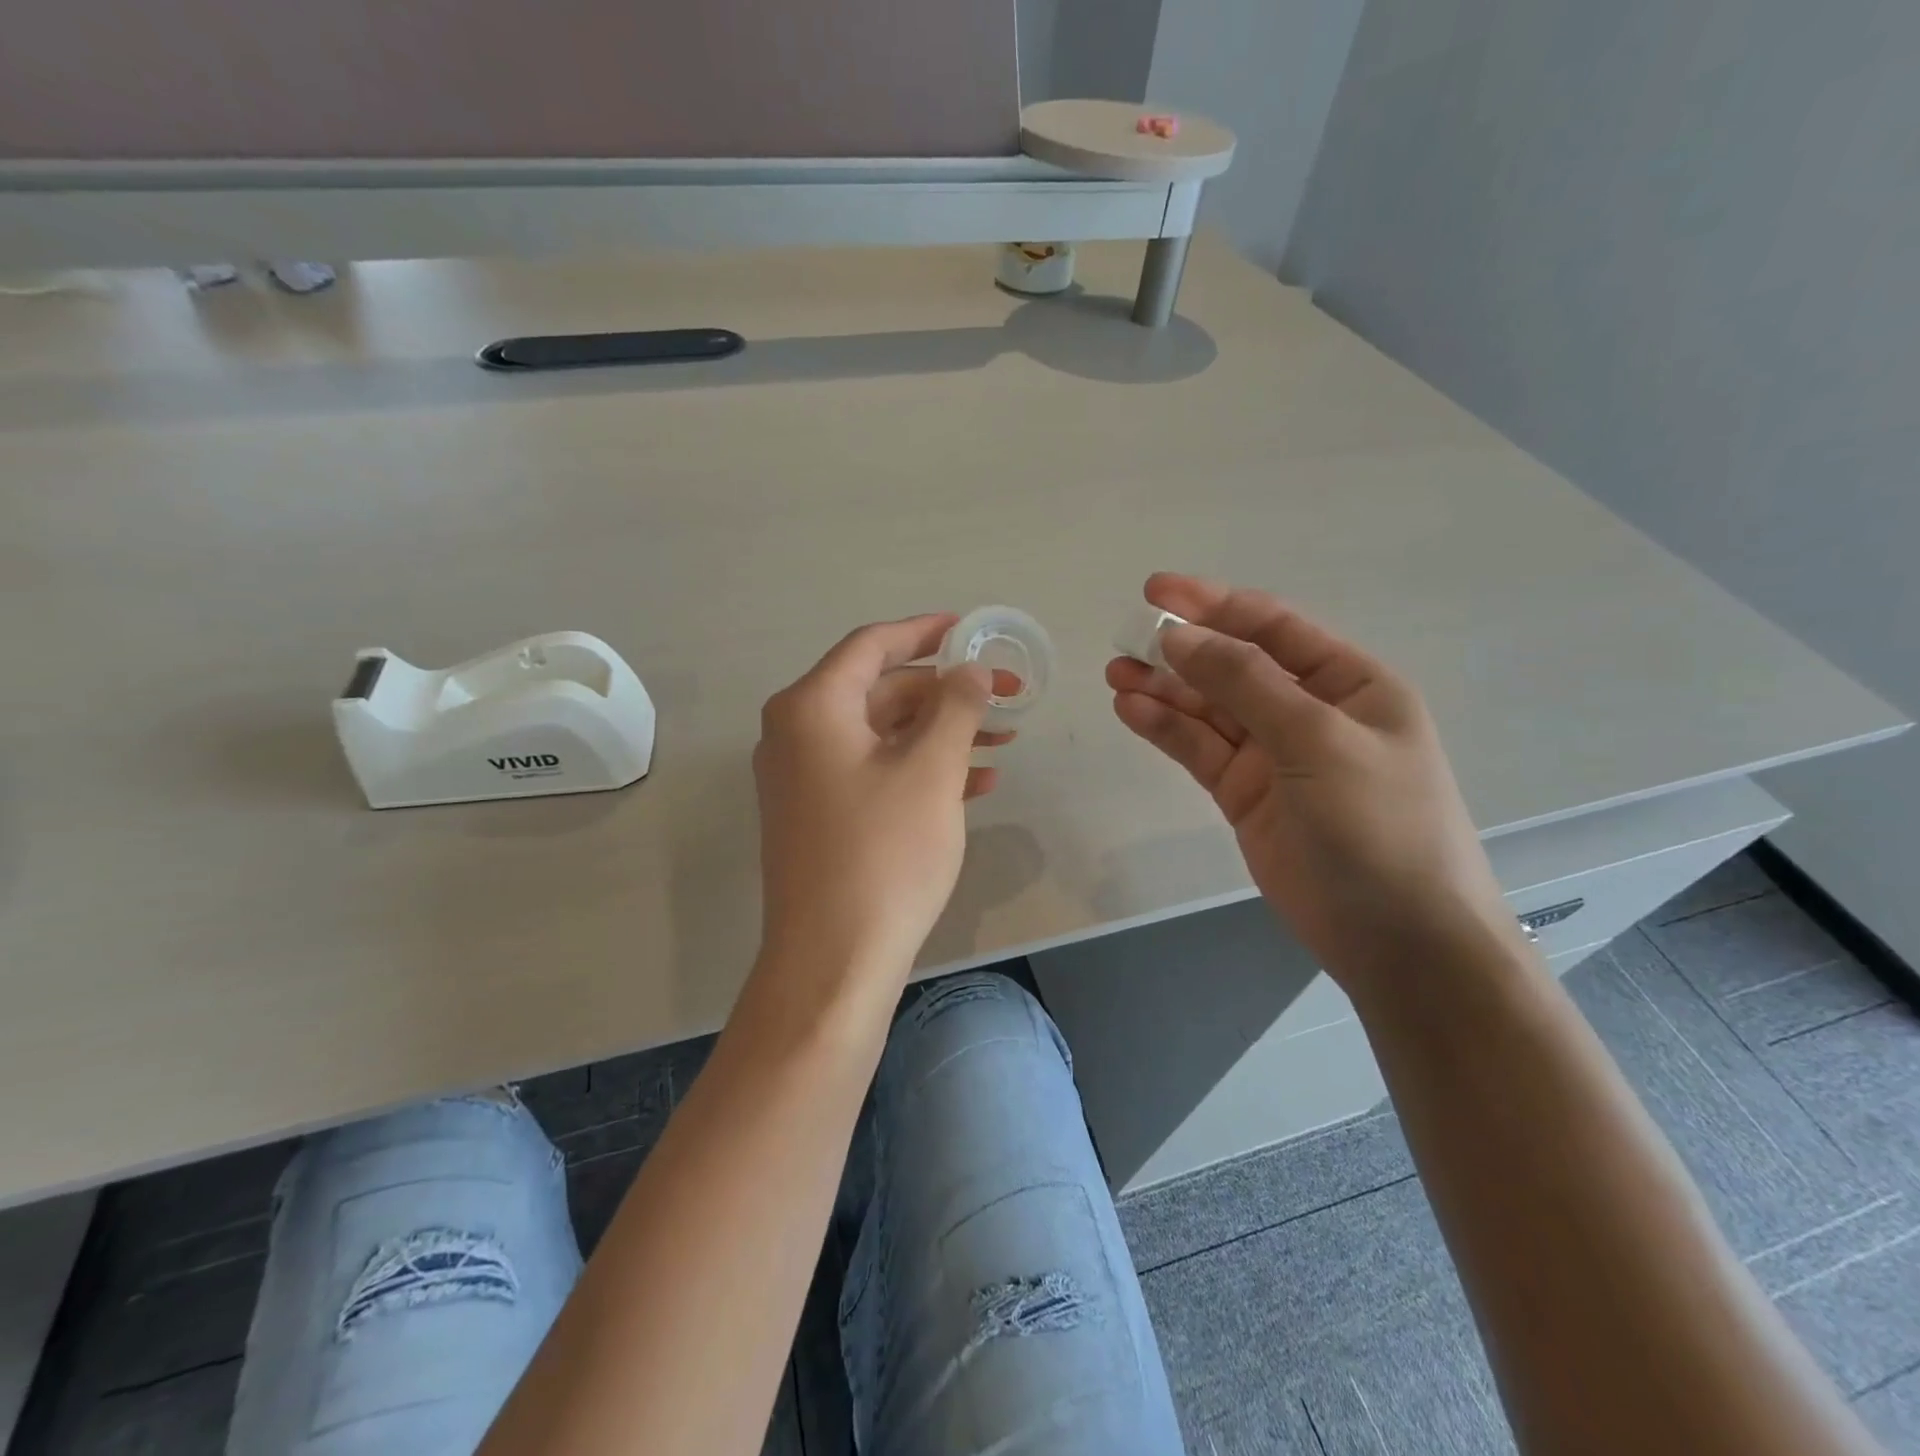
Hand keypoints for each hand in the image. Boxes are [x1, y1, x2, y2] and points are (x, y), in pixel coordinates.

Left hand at [754, 614, 1008, 987]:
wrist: (833, 960)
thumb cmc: (883, 854)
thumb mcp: (931, 771)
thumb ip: (956, 707)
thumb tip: (971, 669)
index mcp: (812, 708)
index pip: (872, 646)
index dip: (925, 631)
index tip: (970, 628)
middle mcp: (797, 734)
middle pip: (881, 691)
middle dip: (947, 692)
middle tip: (1007, 696)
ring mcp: (805, 778)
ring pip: (883, 735)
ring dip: (942, 733)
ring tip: (1003, 741)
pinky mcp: (819, 816)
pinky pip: (874, 773)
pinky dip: (921, 770)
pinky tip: (975, 783)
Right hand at [1107, 573, 1520, 987]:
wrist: (1397, 938)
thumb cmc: (1379, 825)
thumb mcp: (1318, 741)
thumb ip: (1246, 684)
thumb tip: (1181, 636)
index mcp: (1349, 684)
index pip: (1272, 627)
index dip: (1214, 604)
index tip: (1156, 592)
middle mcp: (1310, 711)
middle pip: (1233, 666)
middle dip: (1181, 649)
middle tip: (1125, 637)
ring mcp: (1274, 755)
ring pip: (1208, 709)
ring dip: (1164, 689)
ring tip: (1115, 673)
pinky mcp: (1245, 795)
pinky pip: (1200, 750)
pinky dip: (1167, 729)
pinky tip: (1132, 710)